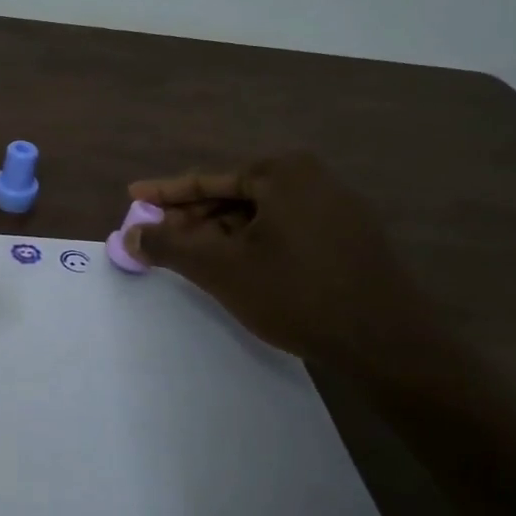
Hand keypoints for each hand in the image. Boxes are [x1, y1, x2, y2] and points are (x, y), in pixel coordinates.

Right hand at [125, 152, 433, 368]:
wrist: (386, 343)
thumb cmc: (296, 294)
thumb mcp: (221, 269)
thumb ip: (169, 246)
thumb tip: (128, 234)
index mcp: (283, 173)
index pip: (209, 179)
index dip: (165, 193)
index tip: (134, 196)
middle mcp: (314, 179)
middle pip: (234, 195)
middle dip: (193, 218)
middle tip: (158, 237)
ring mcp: (338, 208)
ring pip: (260, 216)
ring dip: (221, 235)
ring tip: (192, 258)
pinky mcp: (351, 238)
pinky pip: (286, 230)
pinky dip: (253, 244)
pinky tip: (237, 268)